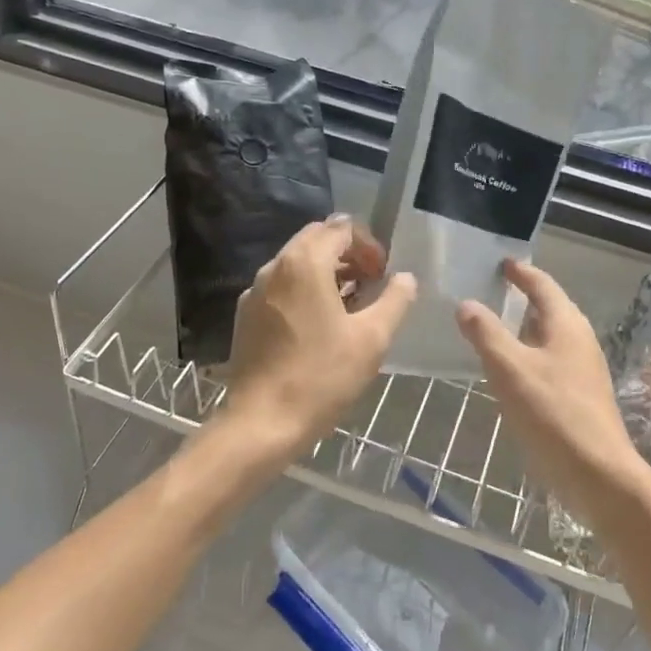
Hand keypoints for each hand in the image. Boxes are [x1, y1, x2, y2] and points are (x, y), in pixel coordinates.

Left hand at [220, 216, 416, 461]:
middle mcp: (275, 266)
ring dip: (326, 270)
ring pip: (296, 262)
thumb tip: (405, 278)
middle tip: (370, 283)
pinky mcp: (245, 314)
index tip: (383, 274)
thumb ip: (395, 300)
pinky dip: (304, 289)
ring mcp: (255, 290)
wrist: (262, 423)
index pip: (341, 227)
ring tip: (349, 304)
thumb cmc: (322, 376)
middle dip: (347, 253)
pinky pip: (281, 286)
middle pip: (316, 238)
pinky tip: (319, 324)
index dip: (369, 244)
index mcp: (305, 262)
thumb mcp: (372, 338)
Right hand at [456, 259, 650, 524]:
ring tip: (494, 327)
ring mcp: (583, 368)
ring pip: (549, 335)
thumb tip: (466, 304)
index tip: (501, 262)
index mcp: (566, 324)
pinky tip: (510, 369)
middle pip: (549, 307)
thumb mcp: (510, 369)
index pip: (542, 284)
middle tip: (490, 290)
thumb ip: (486, 333)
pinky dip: (528, 353)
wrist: (598, 473)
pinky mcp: (580, 394)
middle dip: (522, 297)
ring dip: (524, 327)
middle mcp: (579, 339)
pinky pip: (550, 359)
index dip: (520, 272)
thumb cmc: (553, 413)